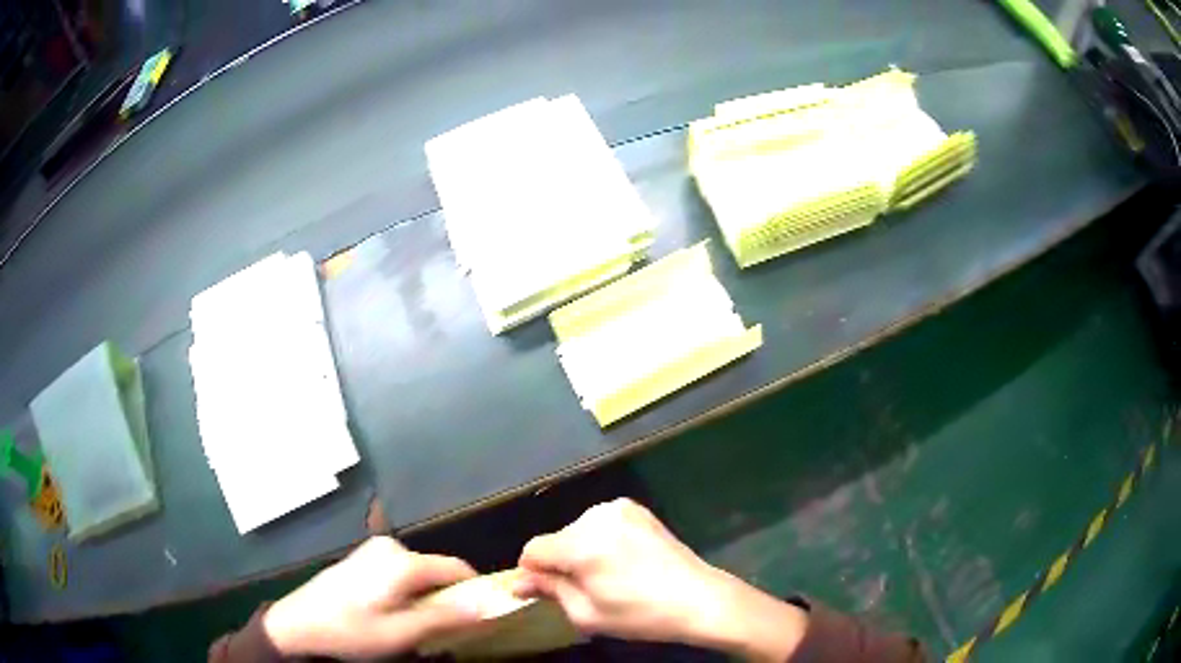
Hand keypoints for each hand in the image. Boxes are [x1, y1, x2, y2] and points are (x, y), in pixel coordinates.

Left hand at [262, 536, 481, 658]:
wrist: (298, 623)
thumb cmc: (351, 631)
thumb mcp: (402, 633)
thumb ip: (446, 617)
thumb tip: (488, 604)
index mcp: (403, 561)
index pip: (457, 568)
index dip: (474, 592)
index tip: (479, 618)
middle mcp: (391, 547)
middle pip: (437, 571)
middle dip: (444, 598)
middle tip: (435, 630)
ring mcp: (374, 550)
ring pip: (419, 573)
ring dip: (424, 597)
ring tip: (409, 625)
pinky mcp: (363, 558)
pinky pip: (400, 572)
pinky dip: (406, 592)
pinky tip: (388, 613)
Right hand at [516, 498, 807, 660]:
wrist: (698, 599)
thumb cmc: (640, 615)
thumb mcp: (587, 613)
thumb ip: (548, 591)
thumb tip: (518, 582)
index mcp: (582, 545)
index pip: (532, 550)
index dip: (533, 573)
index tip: (545, 591)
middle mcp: (596, 517)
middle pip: (556, 539)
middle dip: (559, 562)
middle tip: (584, 589)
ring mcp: (619, 508)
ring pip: (576, 530)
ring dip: (580, 551)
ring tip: (607, 575)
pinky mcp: (636, 508)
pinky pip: (599, 524)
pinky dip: (600, 540)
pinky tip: (622, 560)